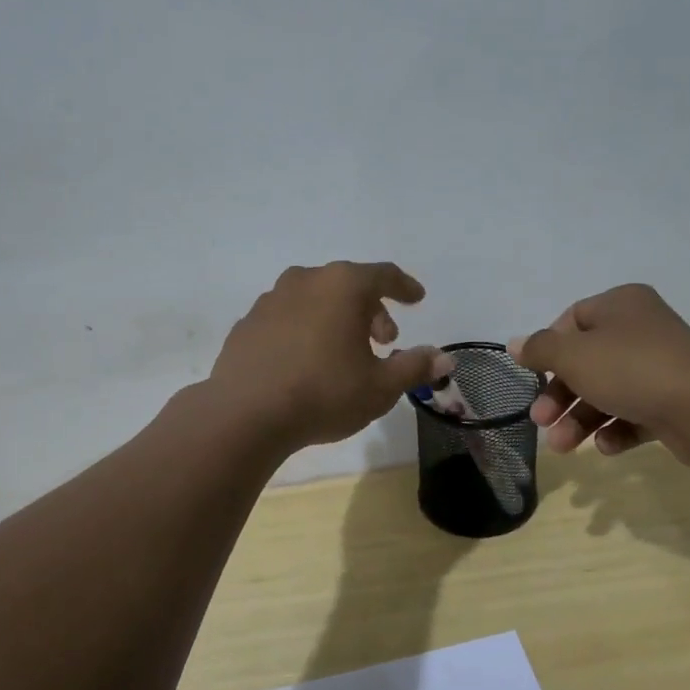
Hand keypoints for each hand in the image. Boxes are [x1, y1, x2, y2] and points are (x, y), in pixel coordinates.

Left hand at [210, 262, 449, 449]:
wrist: (245, 414)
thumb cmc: (324, 393)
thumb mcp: (380, 387)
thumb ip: (414, 367)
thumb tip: (444, 358)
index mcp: (343, 286)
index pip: (384, 275)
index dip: (404, 287)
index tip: (417, 299)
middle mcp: (305, 281)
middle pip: (348, 285)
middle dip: (371, 310)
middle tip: (383, 341)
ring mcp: (270, 300)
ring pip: (314, 299)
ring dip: (336, 318)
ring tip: (344, 352)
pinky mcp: (247, 324)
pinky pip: (287, 318)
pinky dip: (304, 330)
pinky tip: (305, 361)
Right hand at [509, 284, 689, 467]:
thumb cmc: (631, 369)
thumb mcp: (574, 355)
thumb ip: (540, 349)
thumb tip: (515, 343)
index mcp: (621, 305)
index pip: (573, 320)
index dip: (549, 349)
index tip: (534, 376)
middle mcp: (642, 329)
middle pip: (587, 361)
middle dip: (560, 396)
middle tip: (542, 422)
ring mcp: (661, 366)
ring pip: (608, 391)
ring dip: (581, 419)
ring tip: (564, 447)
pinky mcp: (675, 401)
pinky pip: (635, 412)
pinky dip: (616, 429)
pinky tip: (605, 446)